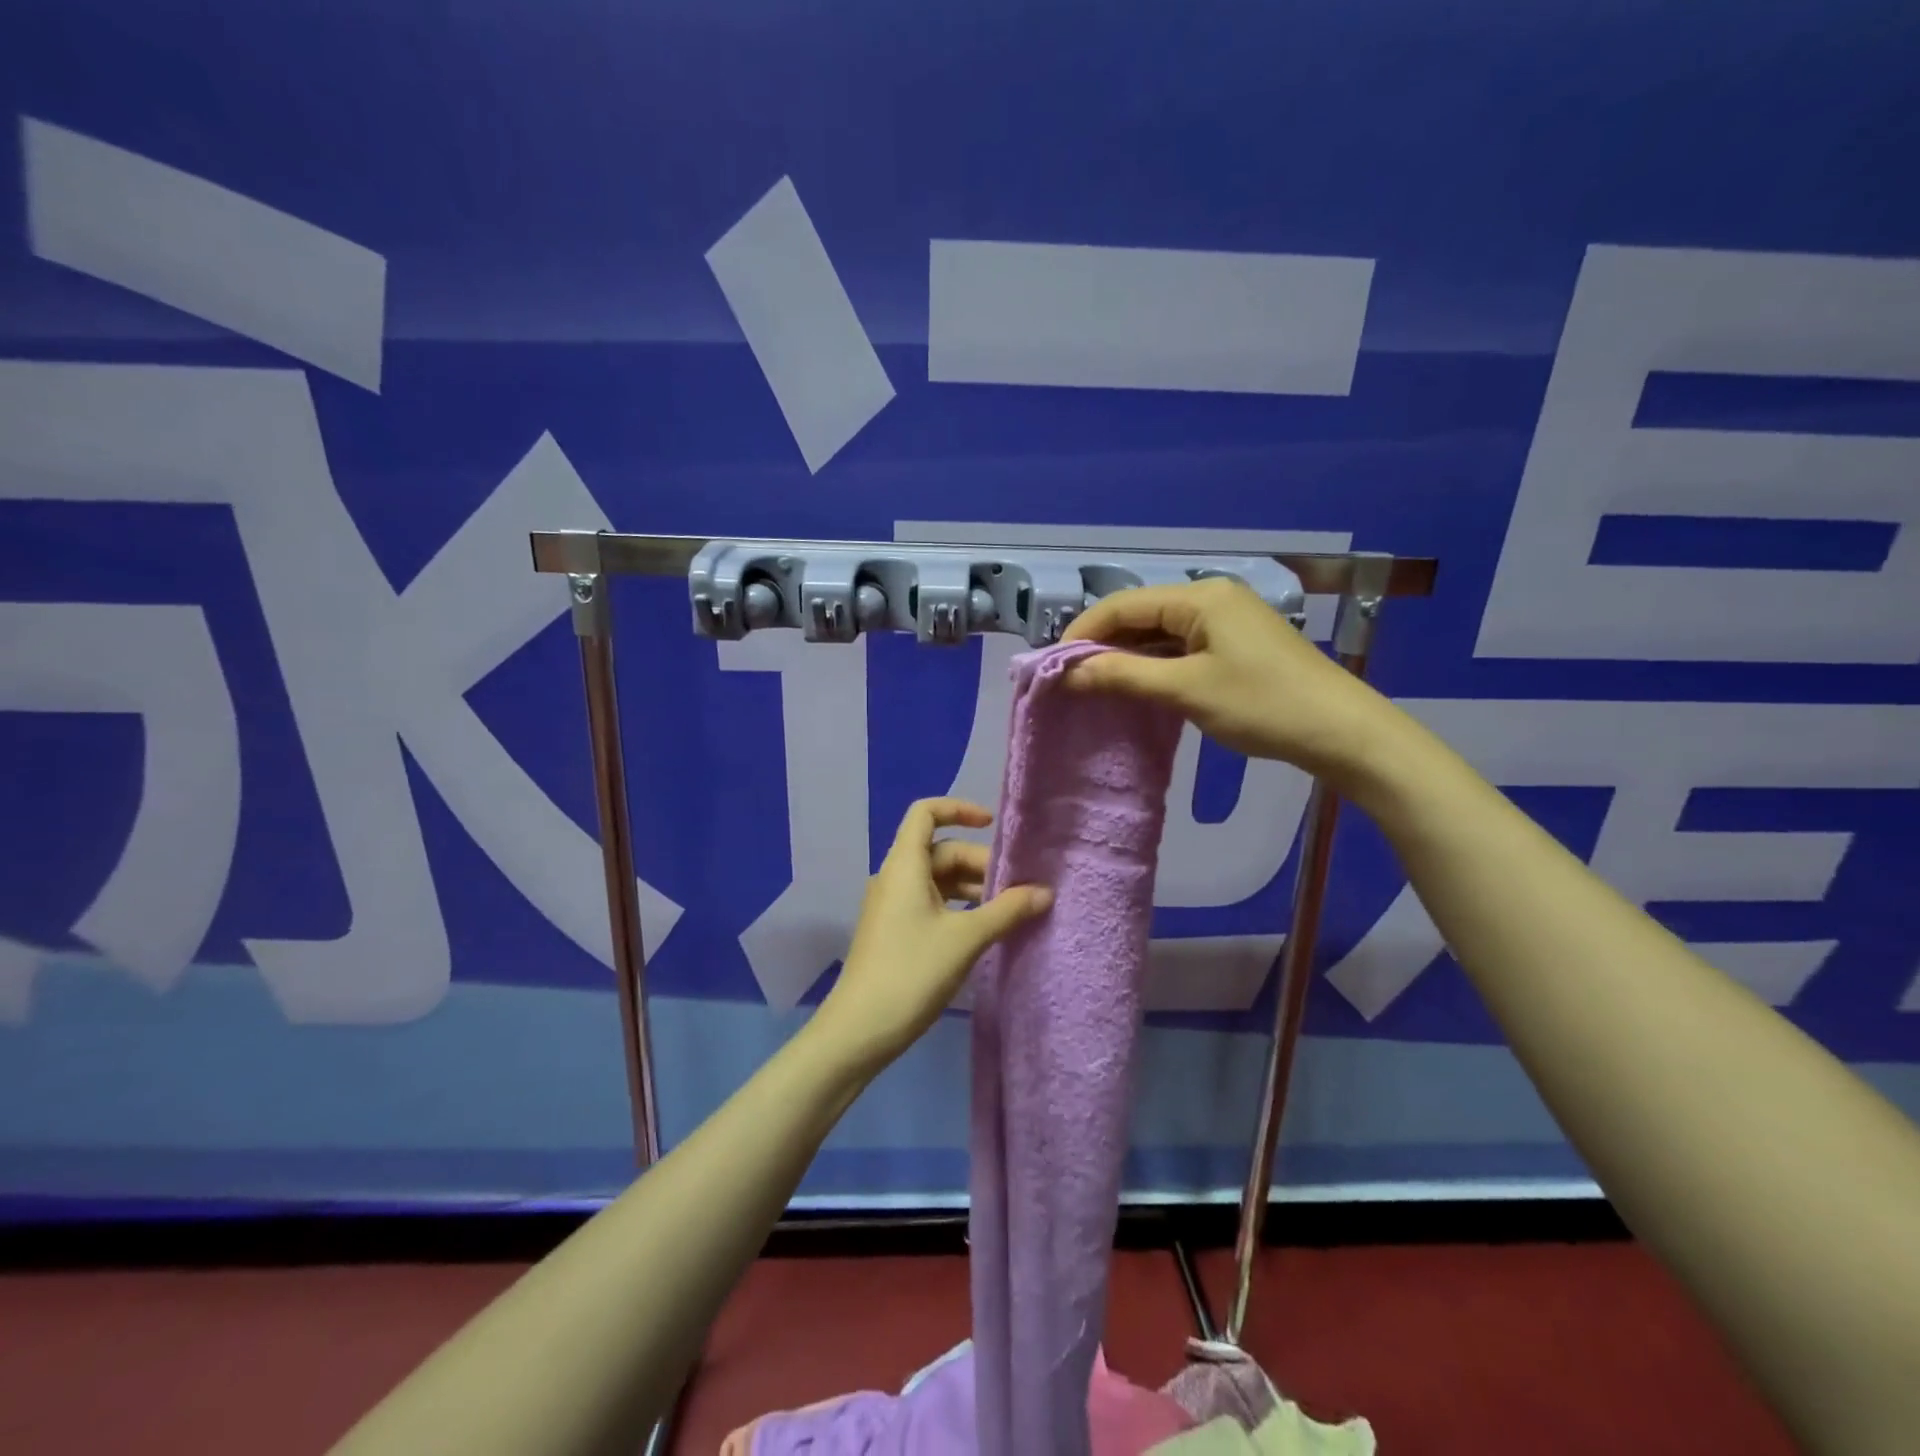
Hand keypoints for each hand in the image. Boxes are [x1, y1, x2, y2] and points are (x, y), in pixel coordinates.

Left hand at [812, 798, 1052, 1074]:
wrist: (860, 1029)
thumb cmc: (912, 972)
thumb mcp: (966, 939)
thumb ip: (1008, 911)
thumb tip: (1045, 892)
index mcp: (904, 866)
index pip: (925, 813)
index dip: (958, 809)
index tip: (992, 825)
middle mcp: (895, 877)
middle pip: (940, 851)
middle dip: (980, 863)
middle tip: (1018, 889)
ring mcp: (892, 906)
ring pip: (938, 880)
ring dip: (973, 888)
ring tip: (1009, 910)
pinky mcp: (895, 931)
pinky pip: (931, 903)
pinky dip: (959, 907)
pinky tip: (984, 929)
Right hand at [1061, 577, 1408, 789]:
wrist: (1341, 732)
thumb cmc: (1261, 705)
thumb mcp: (1185, 690)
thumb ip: (1122, 675)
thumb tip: (1068, 671)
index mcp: (1199, 597)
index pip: (1122, 604)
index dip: (1083, 632)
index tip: (1053, 666)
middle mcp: (1211, 598)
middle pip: (1140, 615)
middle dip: (1102, 645)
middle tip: (1070, 680)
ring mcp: (1226, 621)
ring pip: (1159, 633)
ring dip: (1126, 657)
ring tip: (1094, 686)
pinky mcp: (1236, 645)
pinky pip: (1180, 647)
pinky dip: (1154, 665)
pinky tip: (1136, 686)